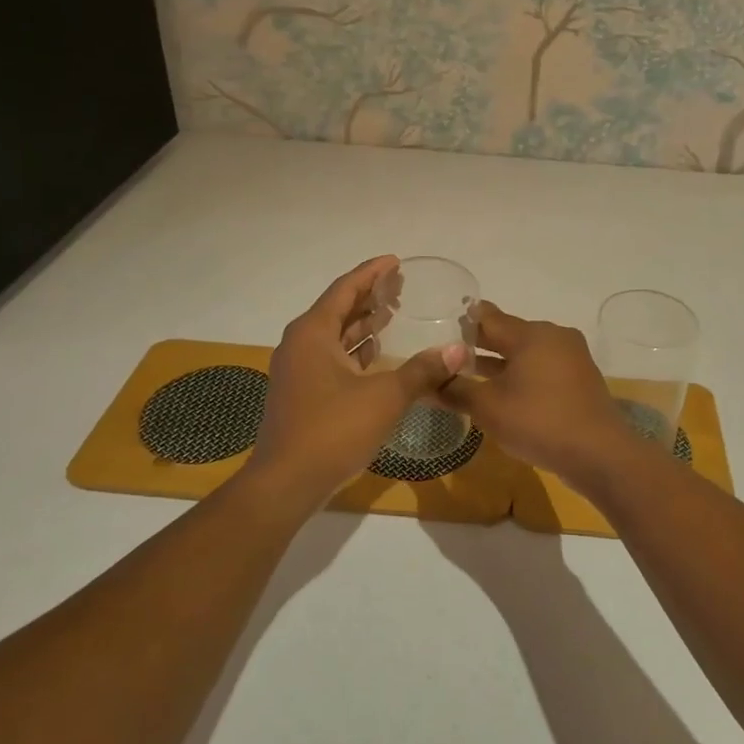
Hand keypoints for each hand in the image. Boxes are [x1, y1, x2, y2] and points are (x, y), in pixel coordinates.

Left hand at [247, 255, 467, 506]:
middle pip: (338, 308)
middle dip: (369, 296)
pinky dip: (354, 350)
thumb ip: (422, 371)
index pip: (345, 289)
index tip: (396, 261)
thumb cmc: (332, 430)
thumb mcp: (385, 397)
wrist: (286, 483)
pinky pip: (330, 357)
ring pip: (334, 335)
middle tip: (402, 288)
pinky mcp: (300, 392)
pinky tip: (377, 355)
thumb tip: (458, 351)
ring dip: (362, 324)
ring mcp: (297, 369)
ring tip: (394, 315)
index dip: (372, 273)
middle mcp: (300, 344)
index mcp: (313, 332)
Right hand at [440, 301, 646, 493]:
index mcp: (531, 334)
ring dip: (500, 363)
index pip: (488, 317)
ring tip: (470, 376)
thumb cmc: (539, 421)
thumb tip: (427, 383)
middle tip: (449, 355)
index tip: (440, 327)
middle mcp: (554, 336)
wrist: (600, 454)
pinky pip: (543, 369)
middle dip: (480, 345)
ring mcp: (571, 357)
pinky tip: (505, 394)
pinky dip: (522, 376)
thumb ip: (455, 390)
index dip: (463, 322)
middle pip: (509, 333)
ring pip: (526, 353)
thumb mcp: (488, 408)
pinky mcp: (580, 379)